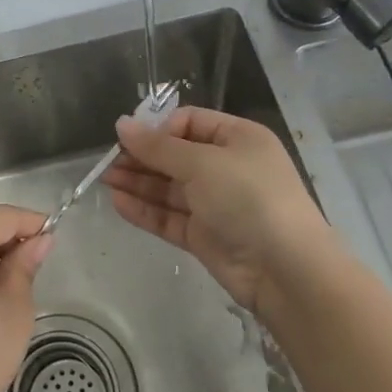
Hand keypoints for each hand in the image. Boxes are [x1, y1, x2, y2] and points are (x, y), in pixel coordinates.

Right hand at [104, 106, 333, 316]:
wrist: (286, 270)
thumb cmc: (248, 198)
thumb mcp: (202, 163)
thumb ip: (158, 146)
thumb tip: (121, 124)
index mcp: (237, 139)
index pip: (190, 122)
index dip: (159, 128)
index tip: (129, 137)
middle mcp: (227, 167)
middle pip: (176, 155)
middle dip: (142, 156)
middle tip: (109, 160)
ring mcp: (216, 204)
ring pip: (169, 187)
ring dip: (138, 182)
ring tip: (105, 178)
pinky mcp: (205, 235)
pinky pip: (170, 216)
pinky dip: (145, 209)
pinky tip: (118, 202)